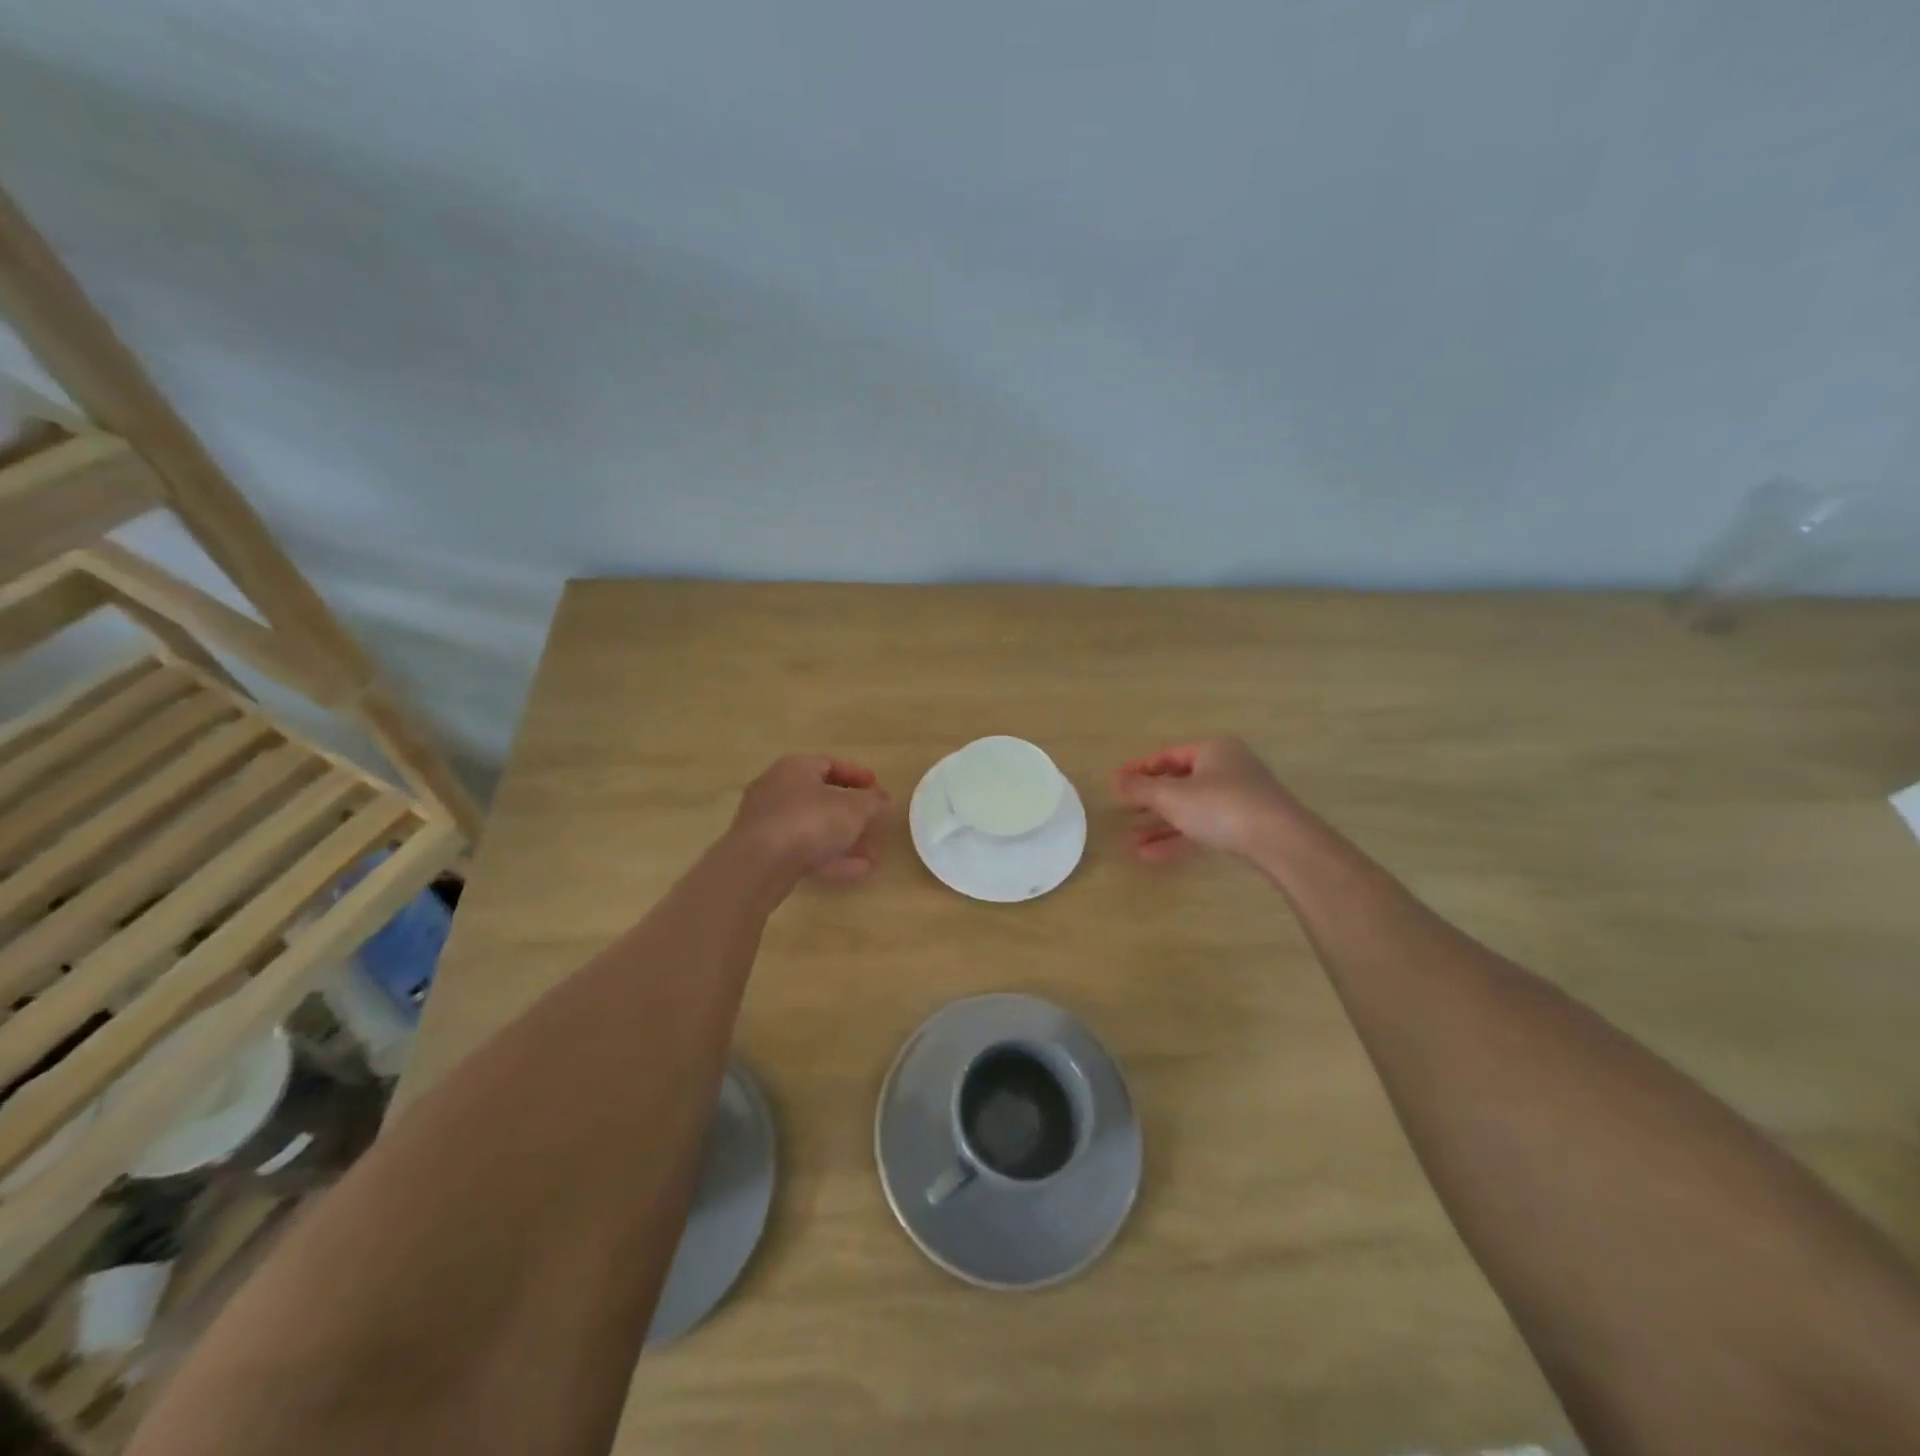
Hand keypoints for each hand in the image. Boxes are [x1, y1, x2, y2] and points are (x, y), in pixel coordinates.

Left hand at [730, 754, 890, 879]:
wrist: (759, 865)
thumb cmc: (809, 822)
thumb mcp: (854, 808)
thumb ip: (874, 801)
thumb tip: (885, 799)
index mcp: (795, 768)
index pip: (830, 764)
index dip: (857, 776)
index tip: (878, 789)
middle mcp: (776, 789)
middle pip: (821, 798)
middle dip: (852, 814)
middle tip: (875, 824)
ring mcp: (767, 823)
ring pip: (813, 828)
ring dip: (844, 840)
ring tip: (873, 855)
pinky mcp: (764, 854)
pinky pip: (803, 851)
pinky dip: (829, 858)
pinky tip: (857, 871)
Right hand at [1112, 738, 1298, 861]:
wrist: (1280, 841)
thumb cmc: (1221, 806)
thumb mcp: (1173, 796)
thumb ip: (1141, 788)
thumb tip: (1115, 780)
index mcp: (1213, 750)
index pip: (1167, 755)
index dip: (1139, 769)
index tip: (1116, 783)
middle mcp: (1227, 769)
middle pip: (1179, 783)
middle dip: (1149, 802)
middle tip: (1122, 812)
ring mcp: (1238, 800)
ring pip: (1190, 810)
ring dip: (1160, 826)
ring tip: (1131, 841)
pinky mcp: (1244, 827)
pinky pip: (1203, 829)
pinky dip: (1178, 839)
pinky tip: (1151, 855)